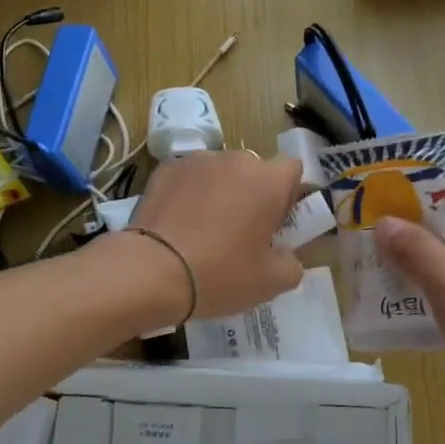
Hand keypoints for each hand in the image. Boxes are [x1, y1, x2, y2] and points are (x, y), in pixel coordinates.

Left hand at [128, 151, 303, 319]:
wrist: (152, 271)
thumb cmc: (220, 274)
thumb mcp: (271, 283)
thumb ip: (291, 264)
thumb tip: (285, 256)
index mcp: (268, 180)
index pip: (293, 171)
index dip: (288, 195)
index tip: (275, 224)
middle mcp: (235, 160)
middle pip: (254, 171)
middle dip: (252, 194)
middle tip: (240, 233)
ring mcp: (196, 161)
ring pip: (219, 173)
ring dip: (219, 193)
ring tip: (203, 230)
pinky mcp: (165, 170)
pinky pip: (188, 179)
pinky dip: (188, 195)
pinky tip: (178, 226)